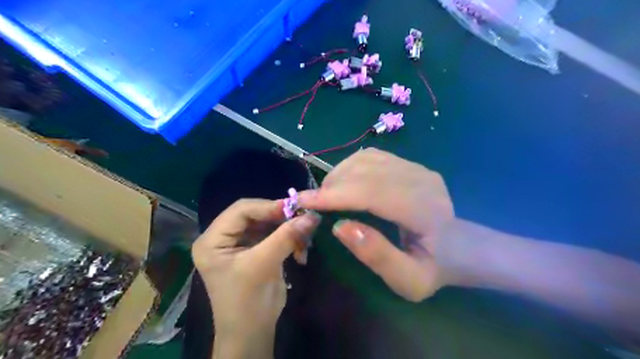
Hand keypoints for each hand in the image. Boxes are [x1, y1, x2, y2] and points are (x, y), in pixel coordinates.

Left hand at [189, 199, 319, 356]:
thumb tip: (312, 216)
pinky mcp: (255, 249)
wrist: (252, 333)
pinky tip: (301, 250)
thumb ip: (286, 237)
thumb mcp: (263, 266)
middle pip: (255, 214)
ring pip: (268, 223)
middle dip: (280, 218)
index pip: (240, 210)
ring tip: (305, 238)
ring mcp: (240, 243)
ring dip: (288, 229)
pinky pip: (274, 234)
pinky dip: (289, 239)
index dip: (267, 206)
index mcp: (212, 240)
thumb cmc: (248, 302)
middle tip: (303, 220)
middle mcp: (223, 237)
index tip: (294, 209)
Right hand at [300, 148, 453, 302]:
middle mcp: (422, 180)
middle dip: (332, 185)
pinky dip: (350, 167)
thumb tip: (340, 227)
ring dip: (339, 174)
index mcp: (425, 211)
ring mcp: (417, 167)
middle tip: (311, 202)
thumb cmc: (433, 268)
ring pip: (366, 159)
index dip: (335, 195)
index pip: (373, 192)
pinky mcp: (409, 164)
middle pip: (366, 171)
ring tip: (326, 195)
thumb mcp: (409, 281)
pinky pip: (372, 157)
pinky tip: (344, 184)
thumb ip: (377, 256)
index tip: (303, 201)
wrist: (460, 247)